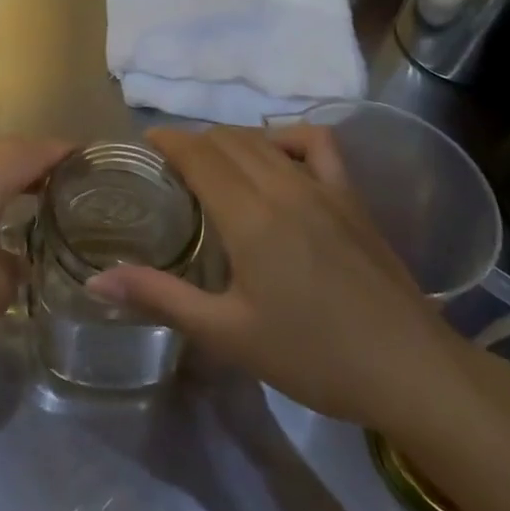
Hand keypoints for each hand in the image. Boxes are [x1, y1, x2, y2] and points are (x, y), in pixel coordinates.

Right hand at [87, 125, 475, 430]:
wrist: (413, 373)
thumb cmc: (314, 357)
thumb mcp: (228, 335)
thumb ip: (161, 298)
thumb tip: (96, 280)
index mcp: (248, 215)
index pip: (197, 154)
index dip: (167, 140)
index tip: (144, 143)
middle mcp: (281, 186)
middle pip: (225, 140)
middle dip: (192, 142)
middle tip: (171, 167)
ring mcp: (322, 186)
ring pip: (262, 139)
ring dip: (228, 139)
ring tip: (211, 162)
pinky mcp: (351, 196)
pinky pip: (315, 143)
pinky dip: (286, 137)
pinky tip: (276, 156)